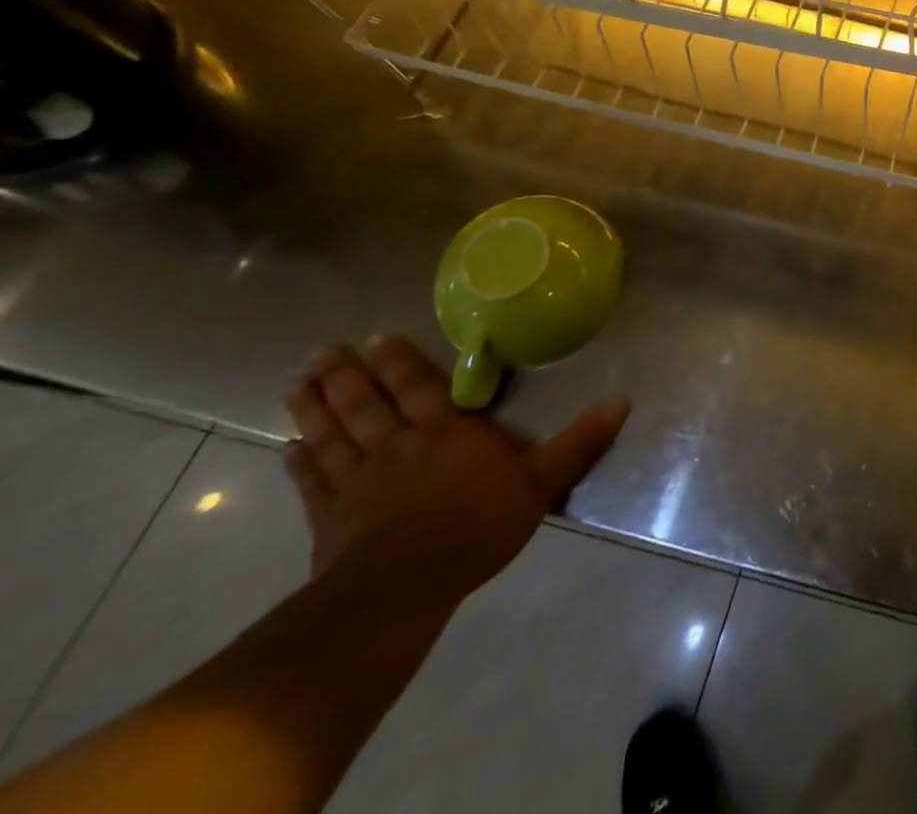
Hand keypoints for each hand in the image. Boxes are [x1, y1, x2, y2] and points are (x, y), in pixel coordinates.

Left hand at [282, 336, 629, 602]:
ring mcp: (359, 481)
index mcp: (447, 432)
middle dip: (347, 376)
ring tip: (296, 381)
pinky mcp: (331, 518)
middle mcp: (398, 445)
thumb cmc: (478, 525)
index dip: (400, 361)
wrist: (405, 586)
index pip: (421, 387)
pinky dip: (299, 464)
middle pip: (368, 404)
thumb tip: (623, 399)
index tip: (376, 336)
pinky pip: (313, 483)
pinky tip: (287, 447)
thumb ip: (579, 441)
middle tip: (321, 351)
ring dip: (314, 407)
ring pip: (333, 435)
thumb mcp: (543, 481)